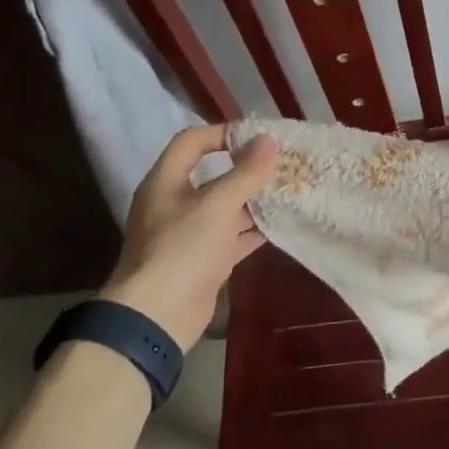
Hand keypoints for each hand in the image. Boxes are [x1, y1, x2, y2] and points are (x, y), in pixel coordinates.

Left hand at [96, 125, 276, 348]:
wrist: (158, 315)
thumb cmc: (182, 249)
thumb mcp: (217, 205)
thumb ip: (245, 172)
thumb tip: (268, 140)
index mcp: (166, 181)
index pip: (192, 142)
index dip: (223, 133)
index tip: (258, 137)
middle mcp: (176, 203)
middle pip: (213, 174)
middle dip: (248, 168)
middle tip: (283, 163)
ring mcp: (190, 233)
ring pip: (227, 206)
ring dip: (256, 199)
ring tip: (291, 189)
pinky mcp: (205, 259)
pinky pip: (234, 235)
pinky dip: (255, 229)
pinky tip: (283, 223)